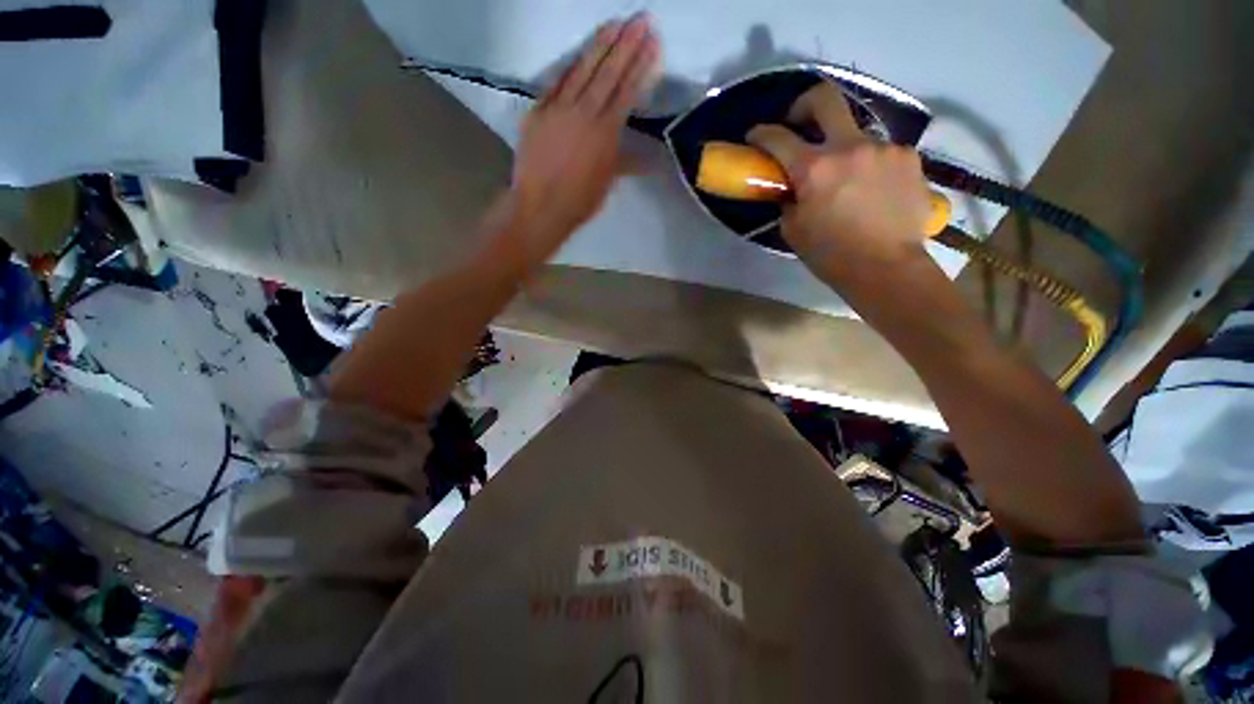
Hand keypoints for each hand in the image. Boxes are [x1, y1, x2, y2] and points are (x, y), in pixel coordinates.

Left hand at [508, 15, 659, 247]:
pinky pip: (556, 82)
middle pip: (608, 72)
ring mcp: (558, 108)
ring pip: (582, 69)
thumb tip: (651, 159)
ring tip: (614, 23)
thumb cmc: (579, 201)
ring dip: (600, 44)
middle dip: (626, 43)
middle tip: (640, 18)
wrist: (540, 206)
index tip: (652, 42)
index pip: (627, 90)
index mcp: (605, 132)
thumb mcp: (607, 182)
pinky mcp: (538, 110)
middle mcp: (584, 112)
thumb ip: (625, 161)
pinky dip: (570, 65)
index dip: (640, 64)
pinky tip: (580, 52)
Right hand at [747, 84, 931, 278]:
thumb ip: (788, 200)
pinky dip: (869, 165)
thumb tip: (792, 188)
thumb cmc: (831, 255)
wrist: (887, 268)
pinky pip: (881, 152)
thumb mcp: (794, 231)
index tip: (755, 136)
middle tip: (799, 122)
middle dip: (804, 104)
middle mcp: (850, 147)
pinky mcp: (908, 158)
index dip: (761, 133)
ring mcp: (884, 148)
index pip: (778, 137)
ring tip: (845, 178)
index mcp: (814, 169)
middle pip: (824, 98)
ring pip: (856, 132)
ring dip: (842, 148)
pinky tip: (872, 189)